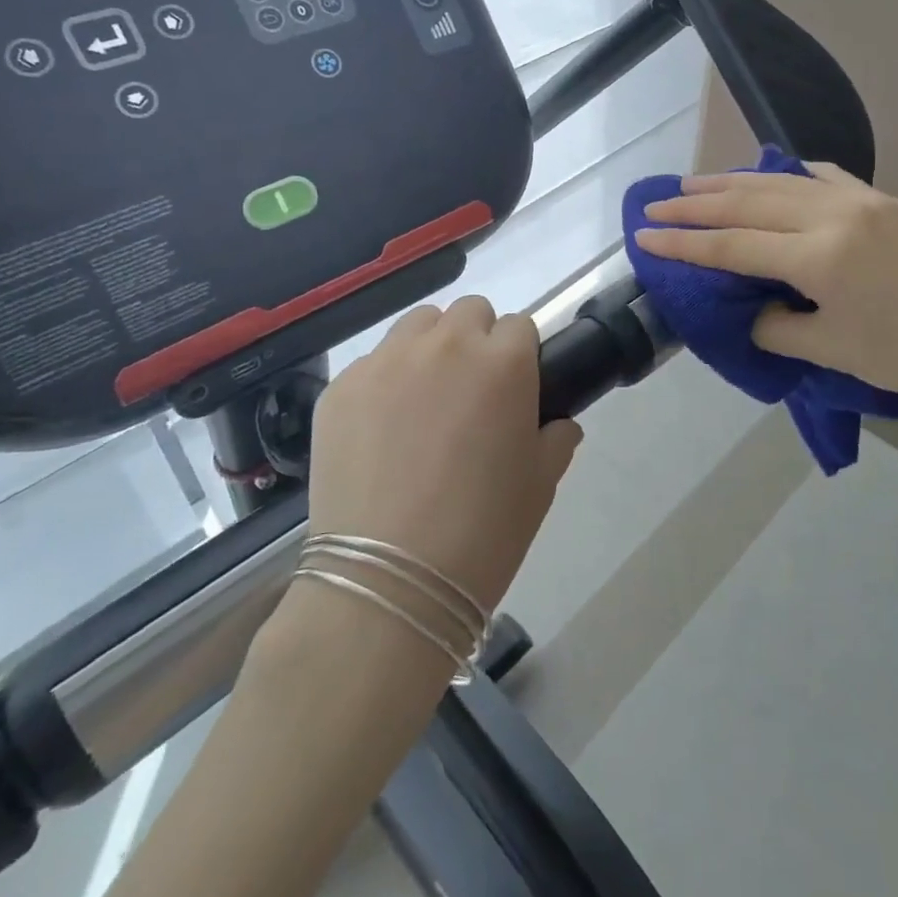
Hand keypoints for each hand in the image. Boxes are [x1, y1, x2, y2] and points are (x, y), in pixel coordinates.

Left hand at [306, 297, 581, 613]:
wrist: (389, 584)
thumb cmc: (483, 532)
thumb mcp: (540, 485)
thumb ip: (557, 438)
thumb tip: (557, 423)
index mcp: (503, 362)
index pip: (520, 326)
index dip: (521, 357)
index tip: (515, 391)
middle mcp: (446, 345)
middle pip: (469, 312)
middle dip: (477, 341)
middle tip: (471, 394)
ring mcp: (386, 362)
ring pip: (418, 326)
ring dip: (431, 348)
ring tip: (424, 401)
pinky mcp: (341, 388)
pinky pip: (373, 363)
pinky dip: (385, 382)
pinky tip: (381, 432)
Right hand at [634, 162, 897, 422]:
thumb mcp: (828, 350)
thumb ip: (774, 324)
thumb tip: (747, 304)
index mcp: (819, 256)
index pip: (732, 245)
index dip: (684, 242)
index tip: (644, 236)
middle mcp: (834, 214)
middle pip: (747, 202)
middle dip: (696, 204)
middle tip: (656, 205)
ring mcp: (860, 199)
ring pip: (779, 181)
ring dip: (731, 182)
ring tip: (692, 184)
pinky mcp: (880, 199)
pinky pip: (821, 175)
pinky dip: (786, 174)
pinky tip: (768, 174)